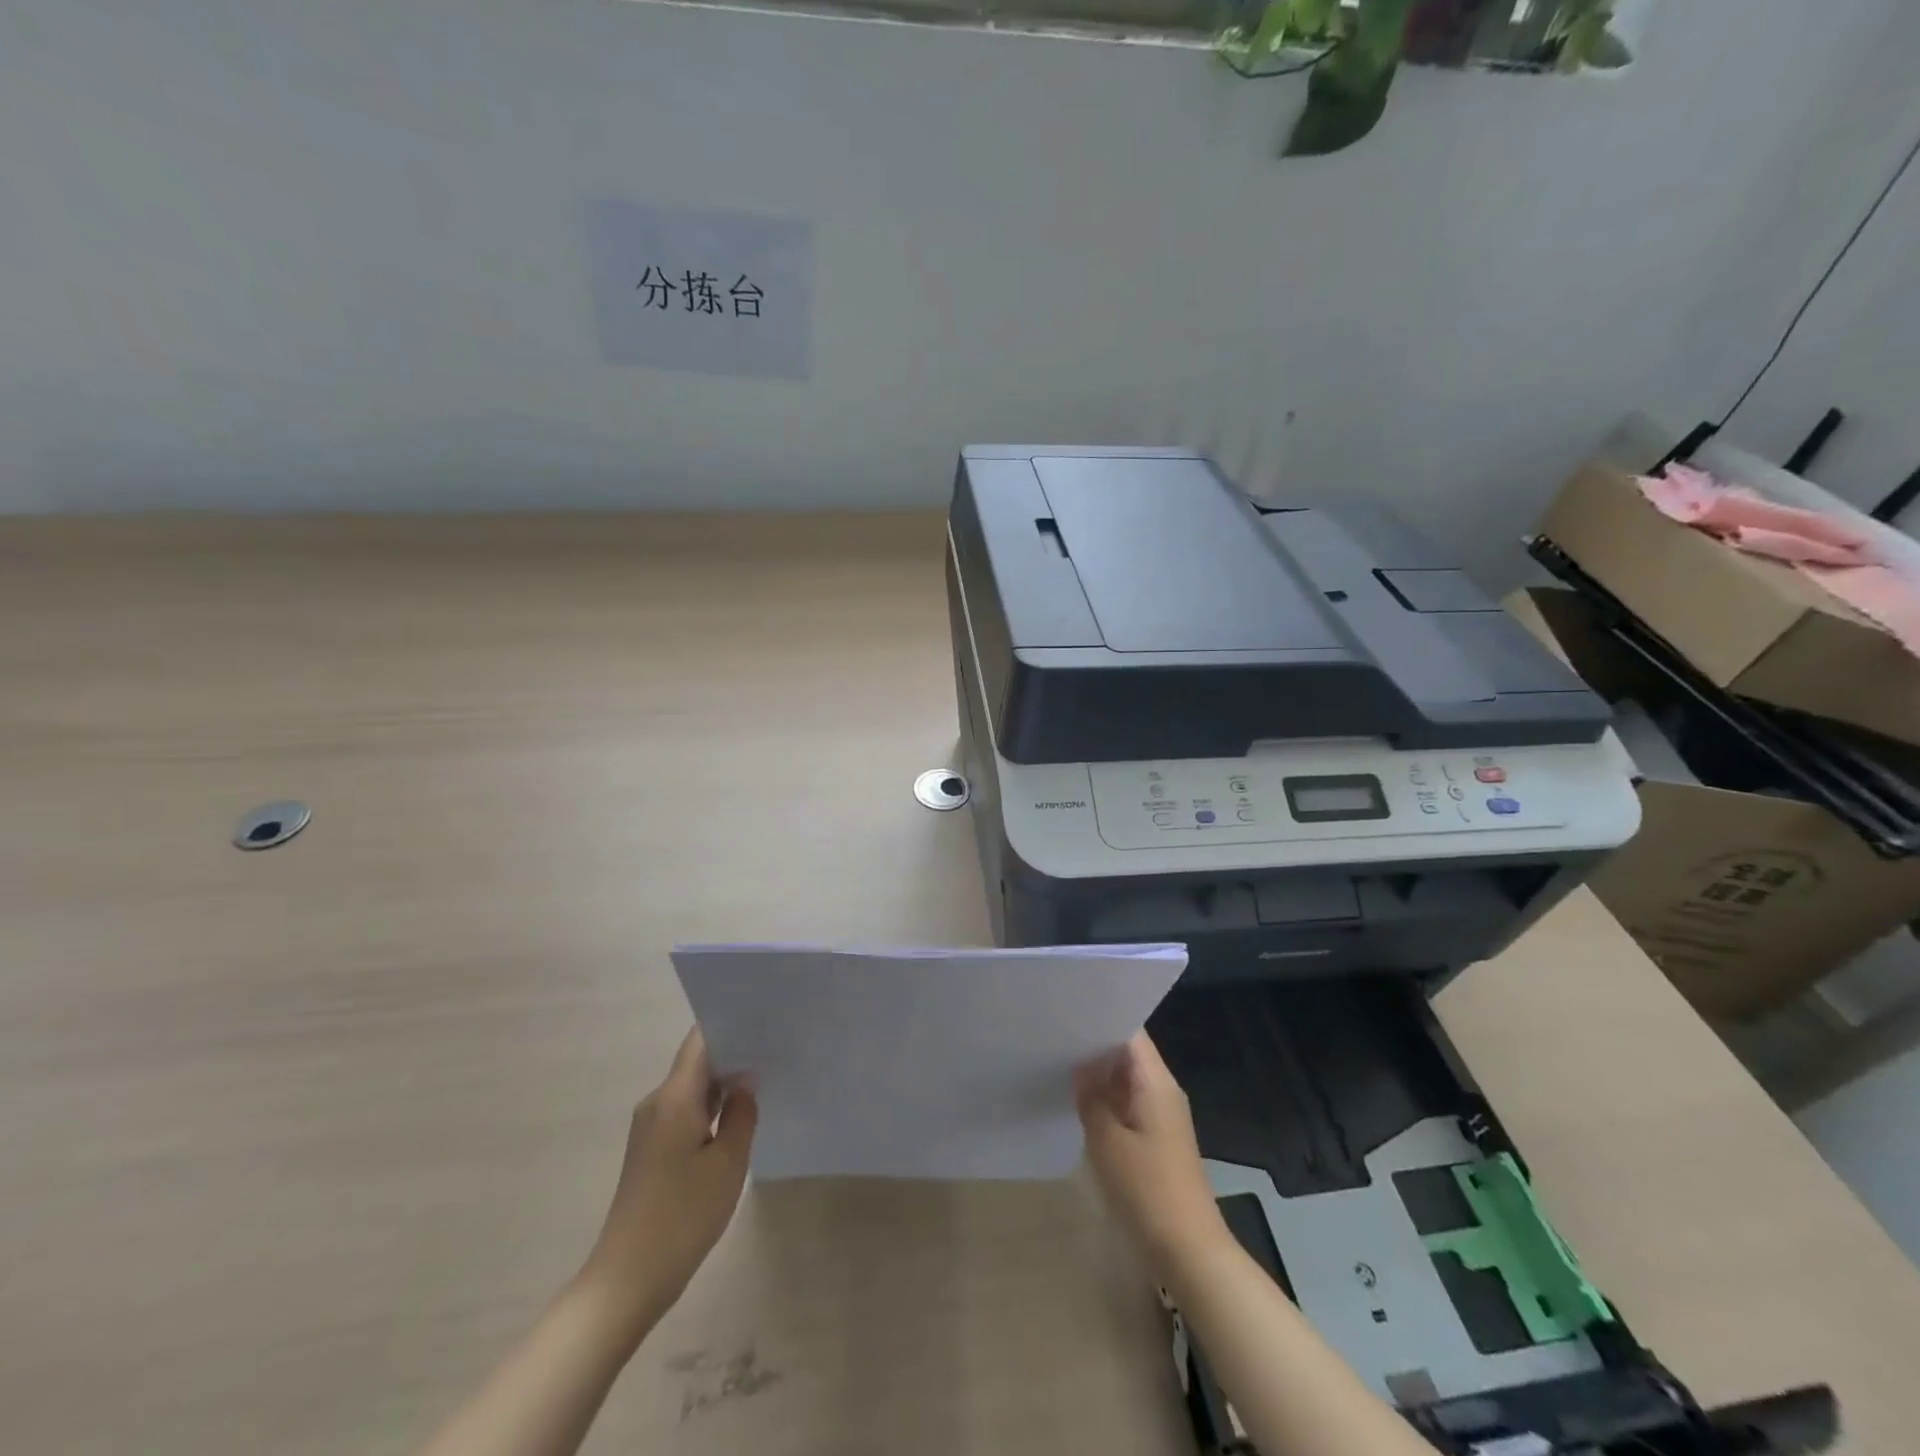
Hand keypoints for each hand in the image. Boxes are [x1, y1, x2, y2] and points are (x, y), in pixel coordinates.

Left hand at [578, 1028, 756, 1333]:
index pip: (701, 1039)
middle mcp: (658, 1102)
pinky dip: (711, 1107)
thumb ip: (741, 1113)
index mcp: (674, 1096)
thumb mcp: (727, 1163)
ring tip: (766, 1076)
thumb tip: (746, 1079)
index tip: (765, 1018)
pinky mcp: (652, 1148)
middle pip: (698, 1060)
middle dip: (734, 1051)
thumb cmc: (682, 1216)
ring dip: (724, 1082)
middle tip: (776, 1046)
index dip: (731, 1023)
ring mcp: (651, 1126)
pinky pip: (686, 1110)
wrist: (627, 1280)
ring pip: (693, 1087)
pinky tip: (738, 1116)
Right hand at [1075, 1032, 1228, 1274]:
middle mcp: (1162, 1091)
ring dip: (1097, 1076)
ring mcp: (1160, 1117)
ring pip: (1125, 1081)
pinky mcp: (1155, 1141)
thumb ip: (1091, 1098)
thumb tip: (1079, 1067)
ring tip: (1055, 1062)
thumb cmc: (1148, 1190)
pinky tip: (1076, 1103)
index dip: (1100, 1019)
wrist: (1189, 1253)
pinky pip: (1127, 1106)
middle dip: (1093, 1046)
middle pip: (1127, 1055)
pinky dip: (1104, 1101)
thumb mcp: (1107, 1141)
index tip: (1066, 1012)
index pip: (1130, 1033)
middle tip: (1052, 1036)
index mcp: (1156, 1082)